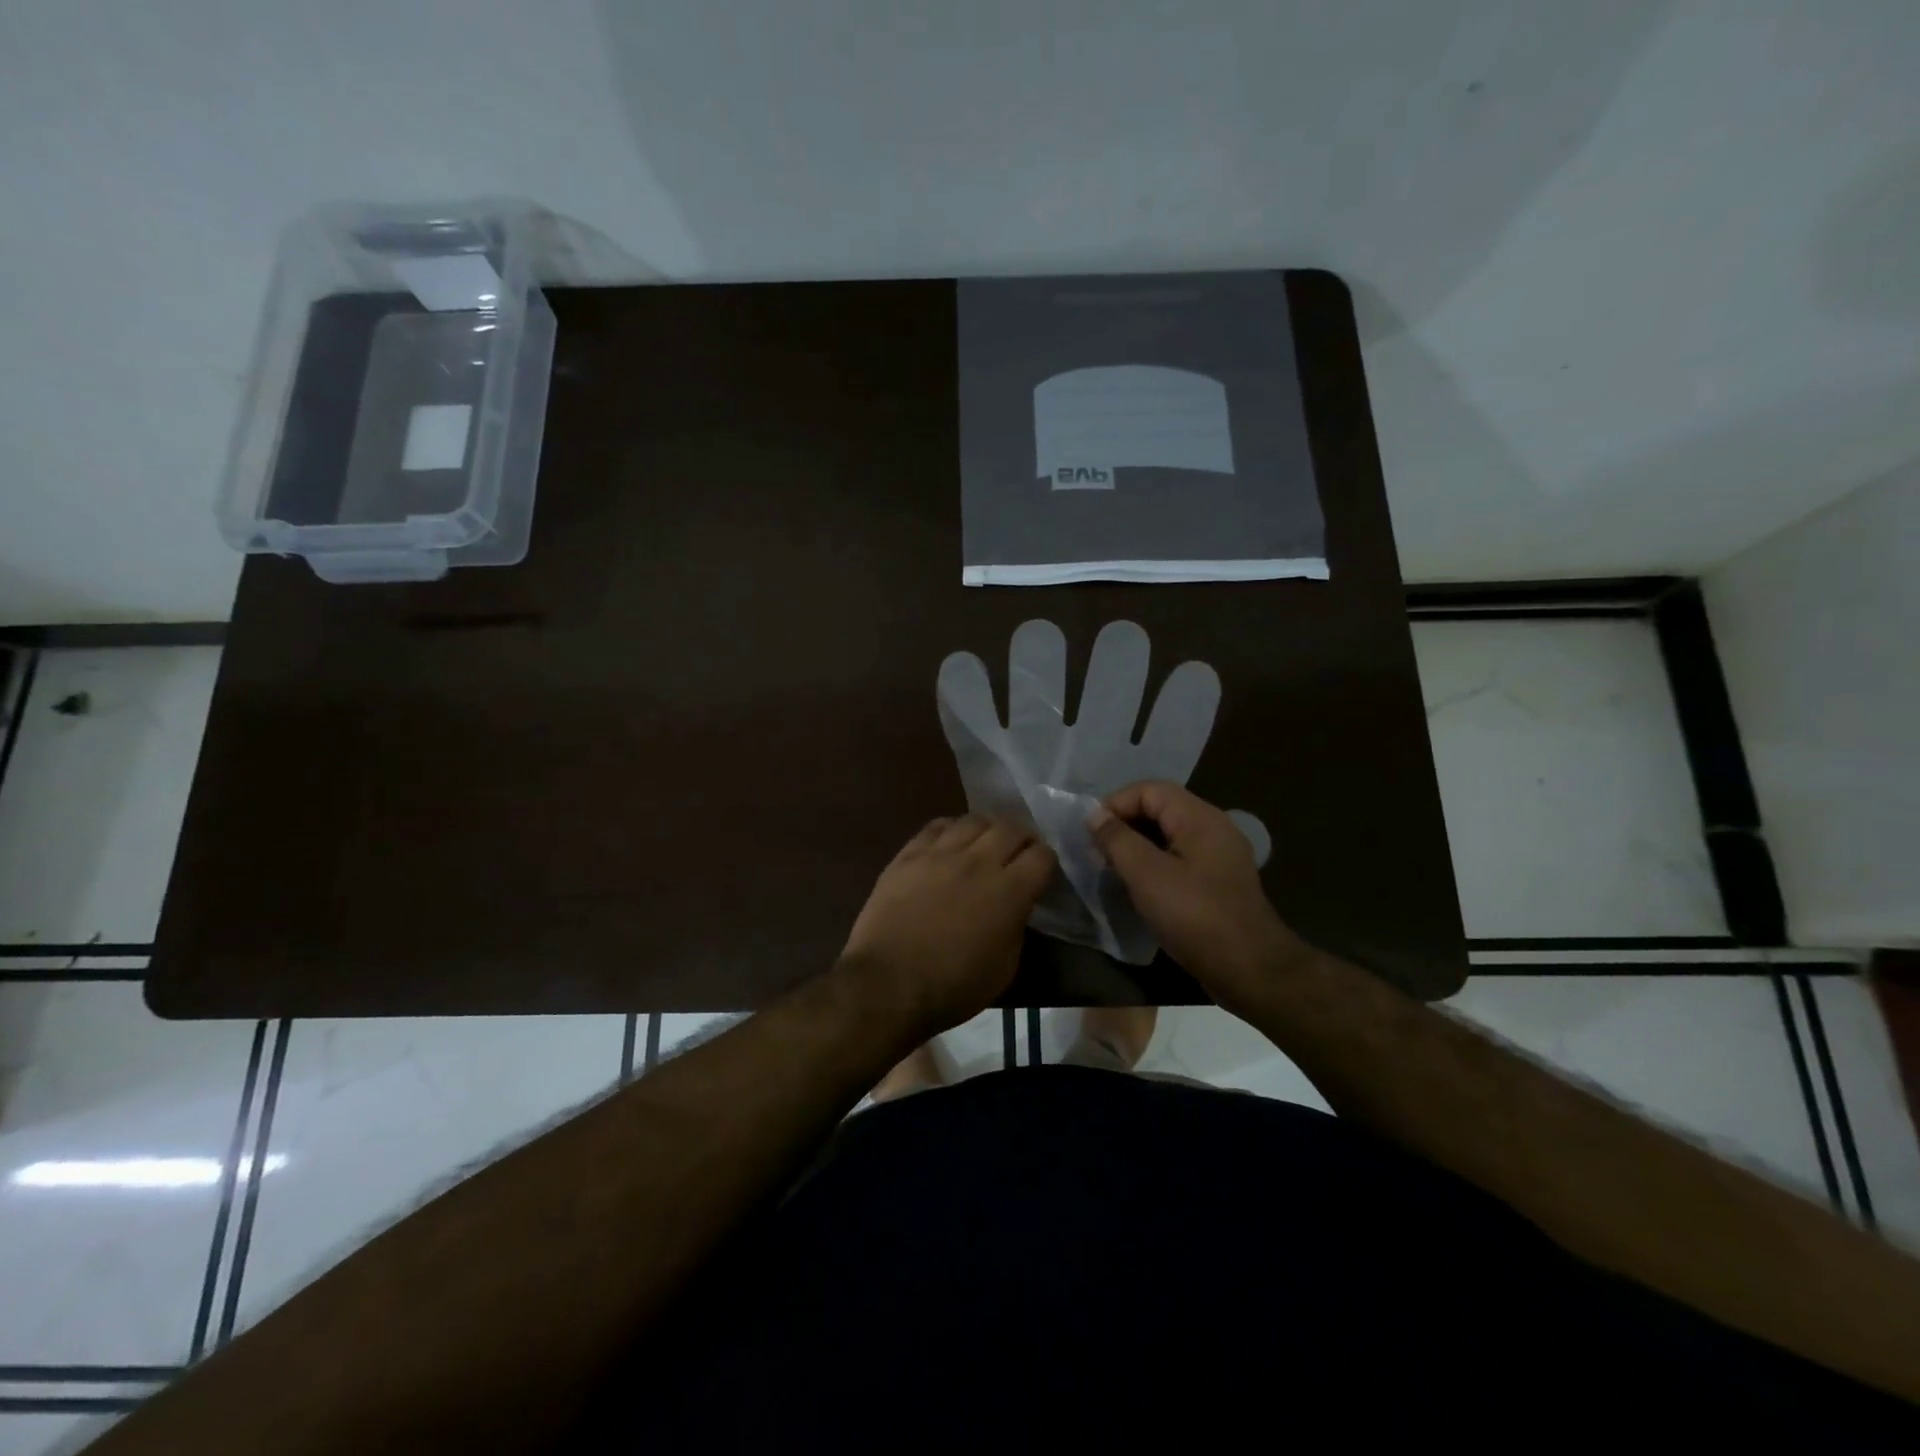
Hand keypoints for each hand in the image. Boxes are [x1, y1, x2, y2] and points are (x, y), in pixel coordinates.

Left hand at [841, 815, 1053, 1035]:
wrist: (888, 984)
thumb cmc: (953, 987)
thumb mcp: (1005, 967)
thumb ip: (1017, 926)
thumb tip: (1016, 906)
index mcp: (1009, 891)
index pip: (1042, 855)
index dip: (1047, 862)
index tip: (1042, 873)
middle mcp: (979, 861)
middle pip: (1012, 827)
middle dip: (1023, 838)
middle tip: (1019, 853)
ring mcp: (941, 853)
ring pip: (974, 819)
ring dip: (988, 829)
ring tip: (985, 843)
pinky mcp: (909, 854)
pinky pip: (937, 826)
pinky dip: (952, 829)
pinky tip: (951, 842)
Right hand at [1088, 781, 1305, 1006]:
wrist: (1251, 970)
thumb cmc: (1195, 917)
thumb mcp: (1147, 876)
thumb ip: (1118, 840)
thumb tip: (1094, 814)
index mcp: (1200, 818)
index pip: (1149, 789)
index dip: (1115, 804)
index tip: (1091, 833)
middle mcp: (1214, 828)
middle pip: (1160, 808)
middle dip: (1125, 824)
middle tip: (1098, 852)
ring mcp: (1220, 856)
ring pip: (1170, 835)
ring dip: (1138, 846)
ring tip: (1113, 869)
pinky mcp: (1219, 882)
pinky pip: (1181, 858)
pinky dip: (1156, 864)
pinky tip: (1141, 888)